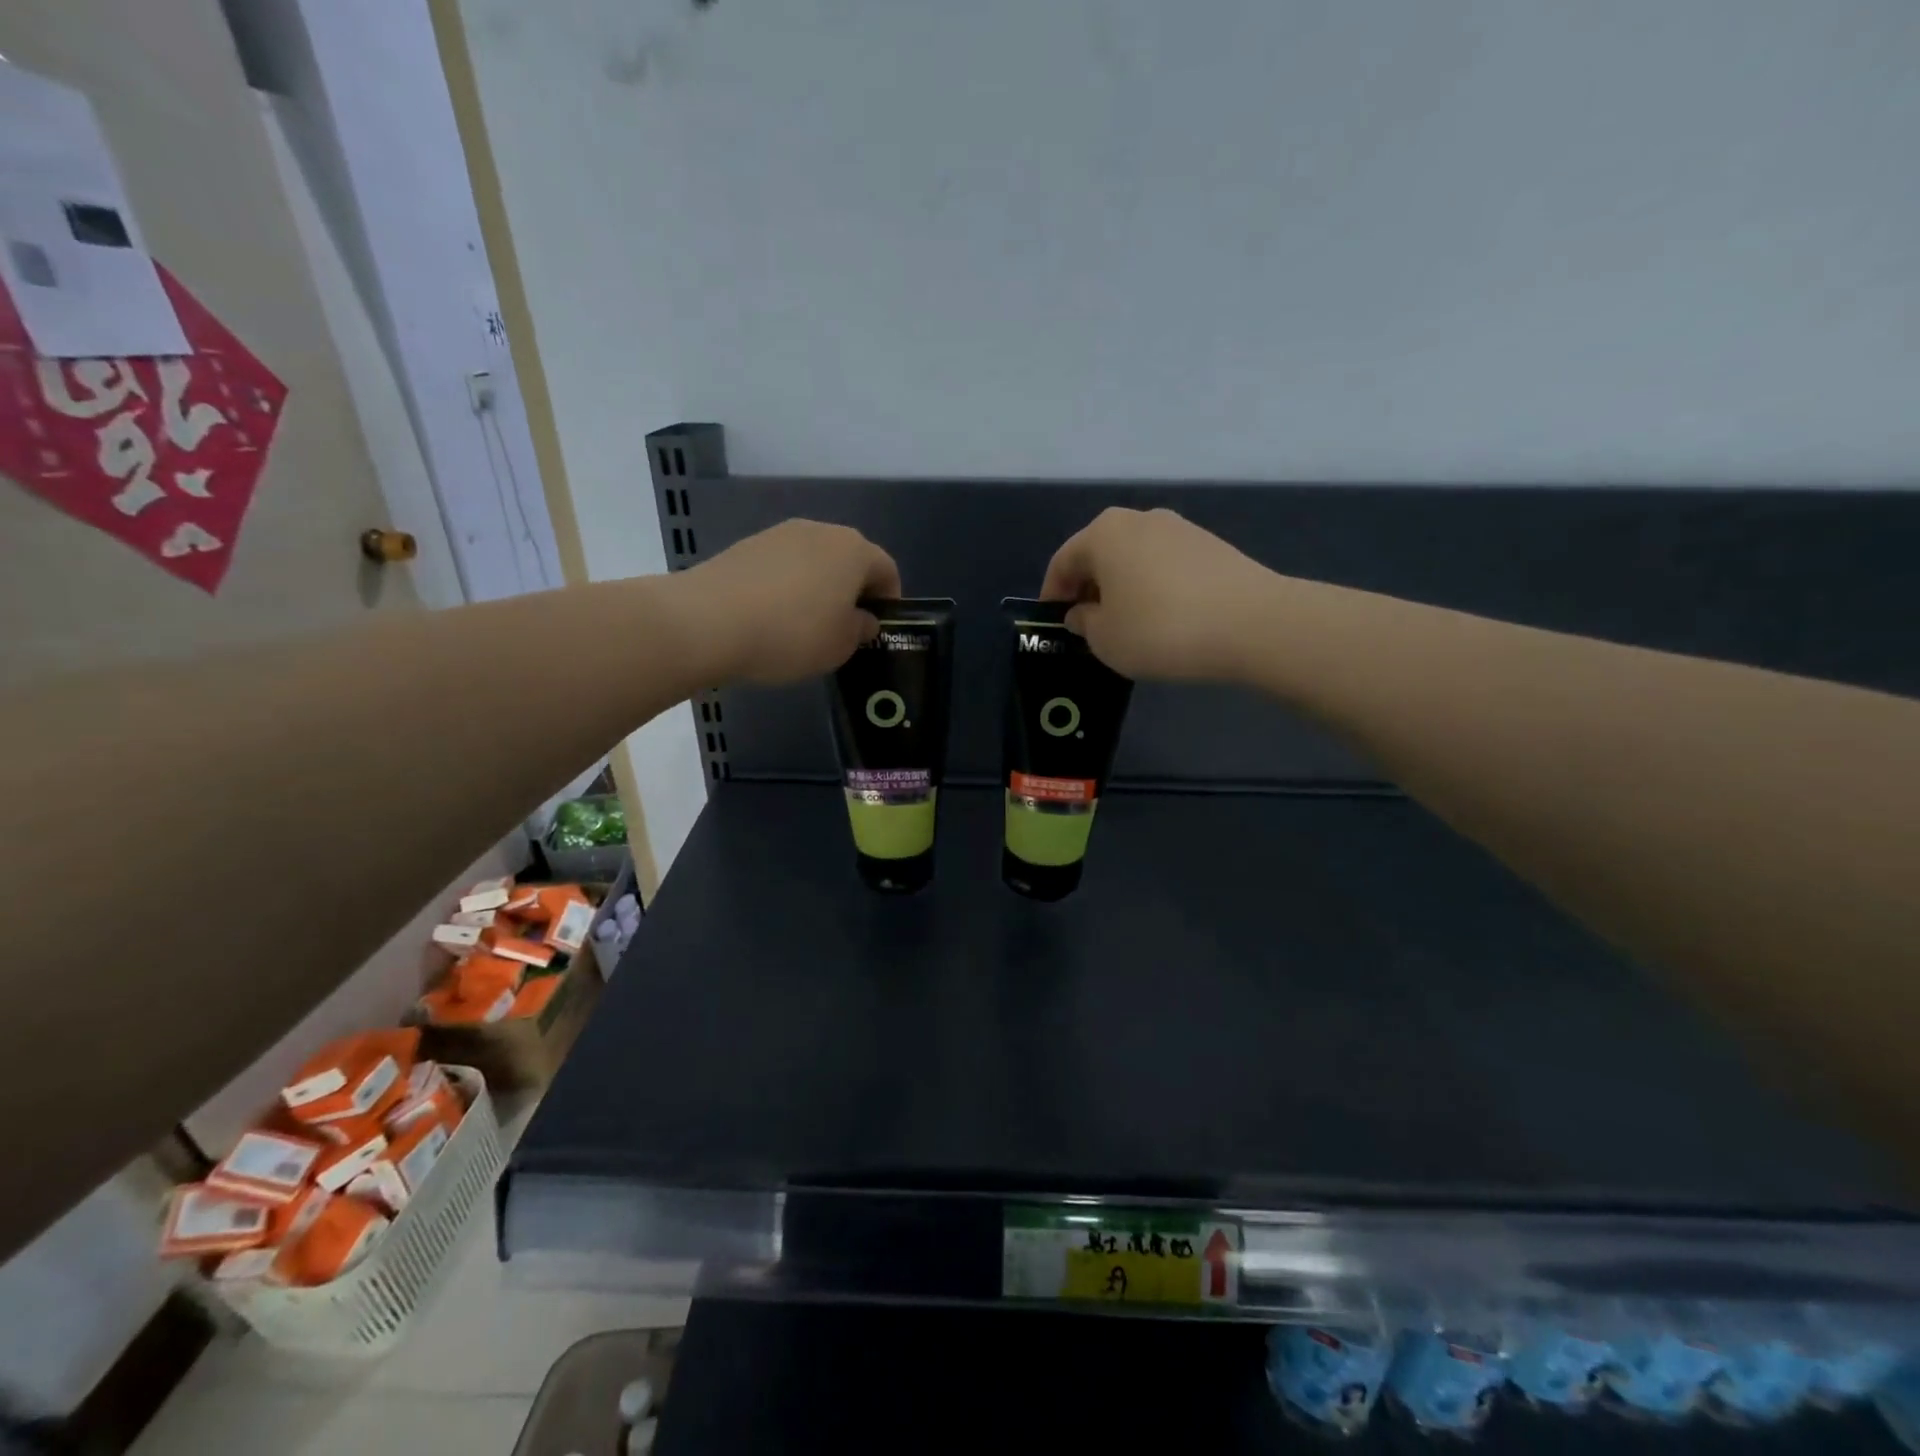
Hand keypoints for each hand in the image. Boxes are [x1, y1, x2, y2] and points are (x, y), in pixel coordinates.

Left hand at [672, 519, 901, 683]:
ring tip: (804, 627)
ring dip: (818, 589)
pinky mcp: (746, 546)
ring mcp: (779, 534)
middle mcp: (820, 531)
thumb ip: (861, 630)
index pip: (887, 570)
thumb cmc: (792, 634)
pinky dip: (786, 588)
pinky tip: (771, 619)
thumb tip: (862, 619)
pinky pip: (781, 568)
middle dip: (852, 592)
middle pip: (849, 560)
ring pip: (813, 562)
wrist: (708, 621)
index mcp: (854, 550)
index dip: (889, 601)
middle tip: (843, 630)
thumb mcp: (840, 646)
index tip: (877, 631)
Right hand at [1039, 508, 1278, 681]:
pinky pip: (1165, 565)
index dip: (1053, 595)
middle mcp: (1139, 519)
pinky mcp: (1211, 545)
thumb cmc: (1161, 630)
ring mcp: (1180, 528)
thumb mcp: (1105, 639)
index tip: (1054, 625)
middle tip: (1088, 625)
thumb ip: (1084, 623)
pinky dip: (1153, 586)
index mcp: (1103, 534)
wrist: (1253, 624)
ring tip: (1127, 624)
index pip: (1063, 562)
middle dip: (1088, 588)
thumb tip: (1083, 612)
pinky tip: (1164, 617)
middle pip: (1099, 554)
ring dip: (1122, 587)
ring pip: (1134, 558)